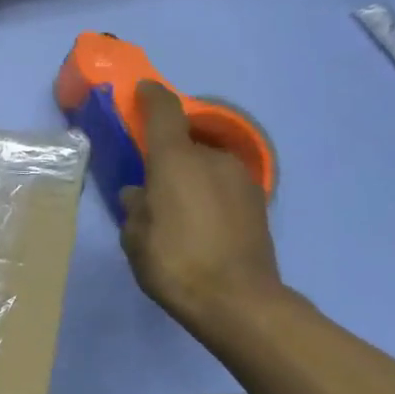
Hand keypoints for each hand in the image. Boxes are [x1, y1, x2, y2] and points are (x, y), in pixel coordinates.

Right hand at [120, 82, 283, 335]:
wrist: (239, 302)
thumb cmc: (175, 264)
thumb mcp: (136, 239)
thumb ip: (135, 209)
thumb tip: (141, 195)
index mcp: (176, 160)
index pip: (164, 111)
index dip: (151, 96)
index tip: (141, 91)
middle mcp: (212, 159)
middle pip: (186, 144)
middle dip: (168, 157)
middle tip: (152, 184)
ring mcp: (241, 180)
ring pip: (206, 166)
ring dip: (191, 178)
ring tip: (177, 211)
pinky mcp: (258, 203)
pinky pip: (223, 187)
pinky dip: (209, 195)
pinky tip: (201, 225)